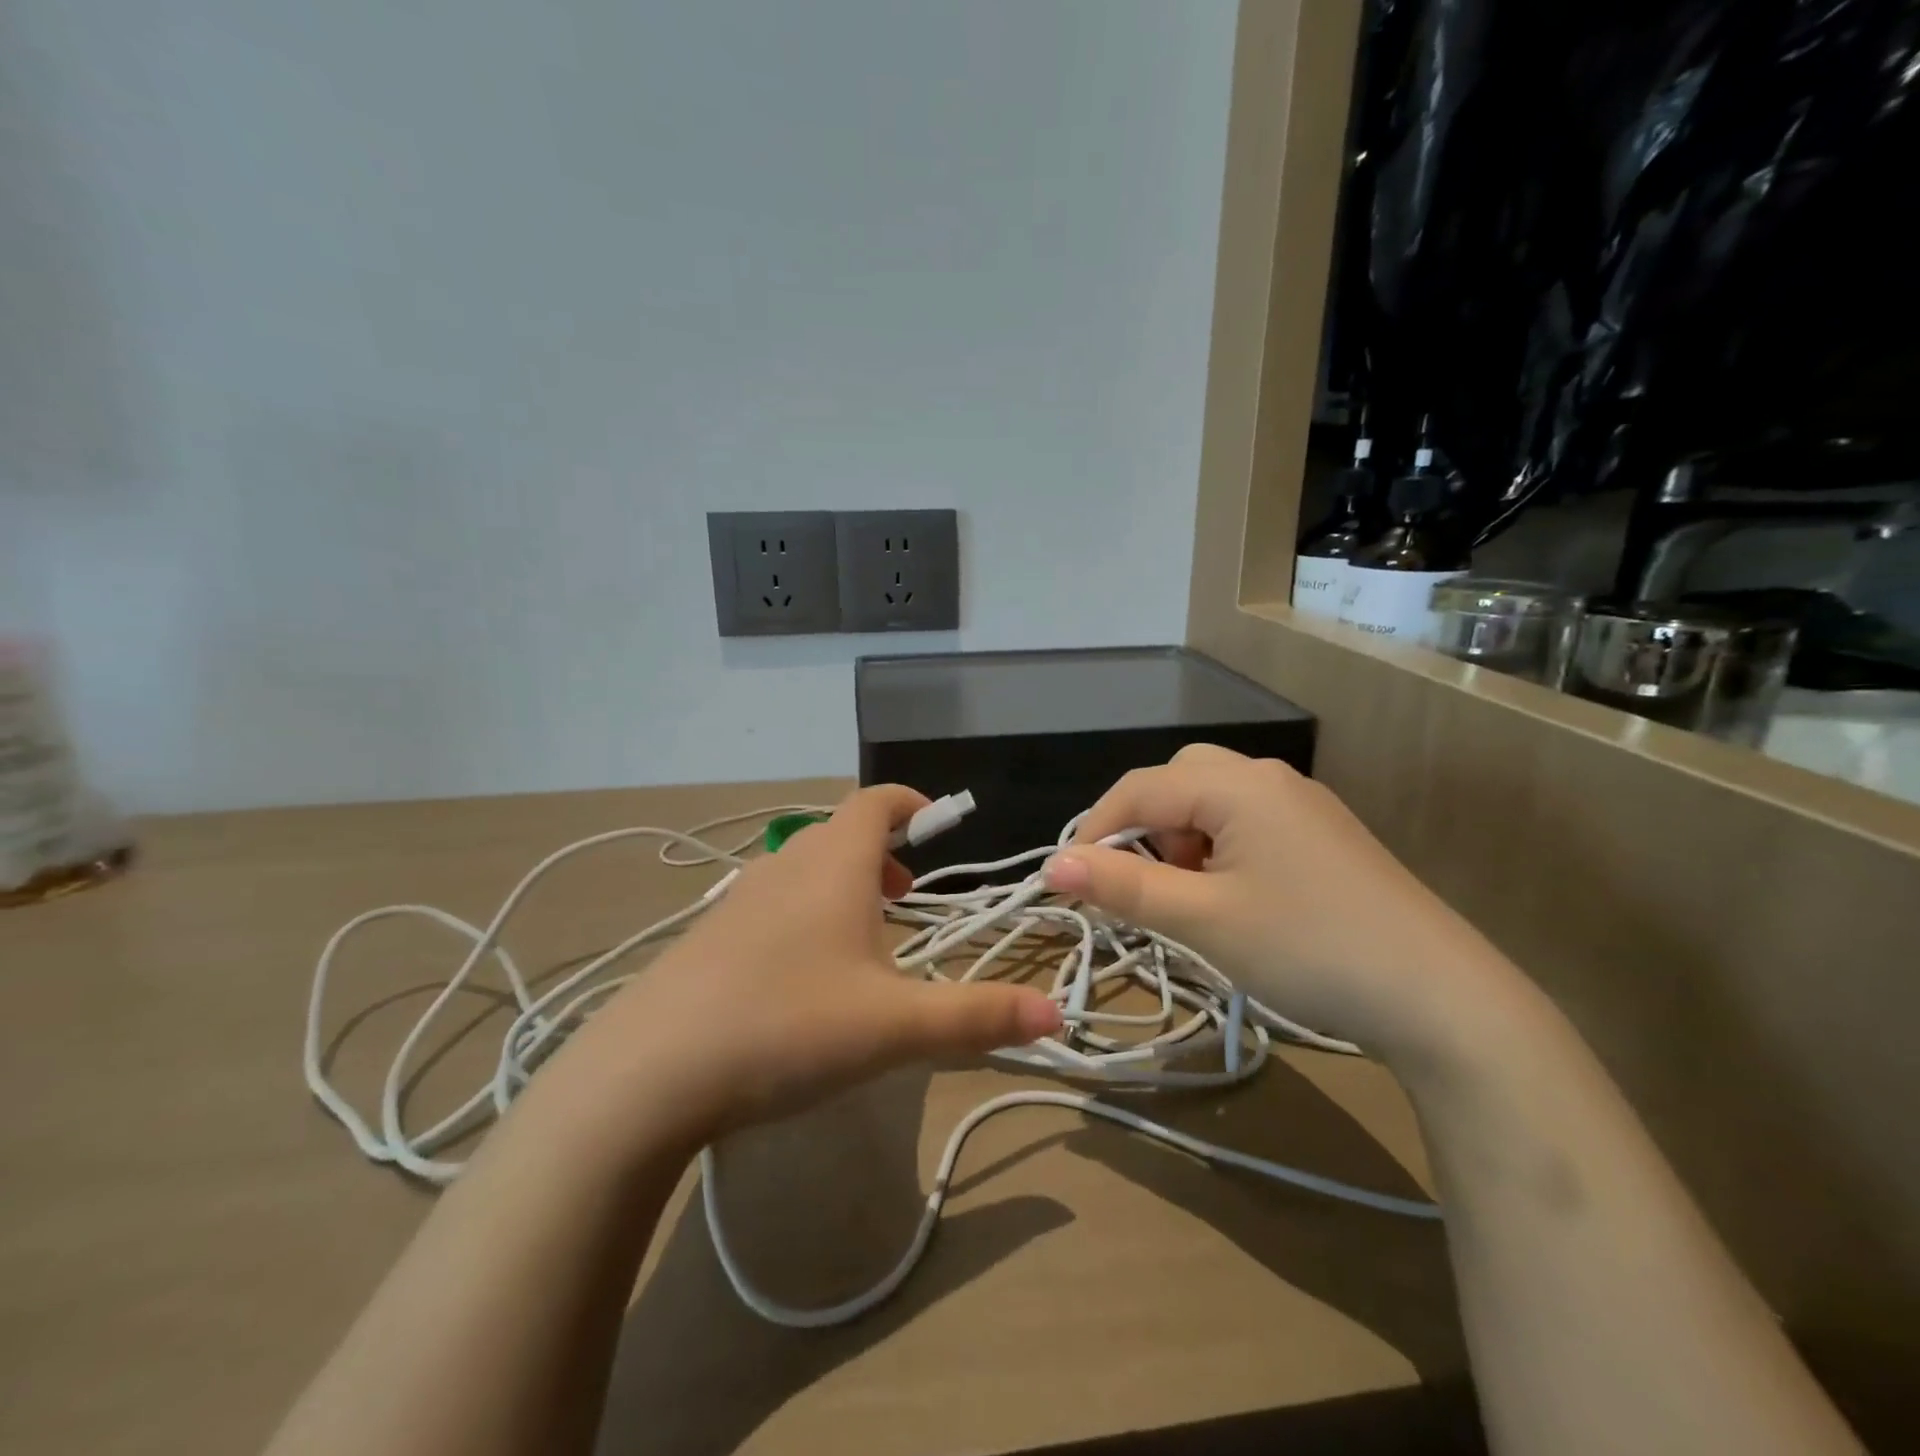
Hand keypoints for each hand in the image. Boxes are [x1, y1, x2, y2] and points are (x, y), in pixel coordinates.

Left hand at [577, 785, 1060, 1140]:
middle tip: (907, 893)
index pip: (874, 802)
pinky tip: (801, 973)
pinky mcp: (707, 937)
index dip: (909, 803)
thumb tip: (1056, 1016)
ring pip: (801, 868)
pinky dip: (802, 911)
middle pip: (838, 833)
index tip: (936, 822)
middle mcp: (784, 867)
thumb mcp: (894, 1026)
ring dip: (841, 884)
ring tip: (864, 934)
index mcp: (833, 866)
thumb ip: (977, 1017)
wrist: (647, 1073)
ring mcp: (737, 899)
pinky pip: (770, 901)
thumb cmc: (787, 1026)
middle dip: (881, 852)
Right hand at [1043, 744, 1515, 1065]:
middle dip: (1144, 826)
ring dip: (1182, 839)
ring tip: (1189, 898)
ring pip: (1214, 801)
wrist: (1442, 998)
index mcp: (1238, 785)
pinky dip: (1219, 850)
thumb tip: (1052, 865)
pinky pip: (1249, 823)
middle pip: (1179, 781)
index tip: (1069, 882)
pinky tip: (1236, 899)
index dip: (1094, 830)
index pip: (1139, 788)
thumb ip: (1122, 886)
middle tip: (1142, 883)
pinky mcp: (1325, 838)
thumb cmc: (1307, 948)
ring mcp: (1304, 806)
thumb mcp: (1202, 919)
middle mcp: (1270, 780)